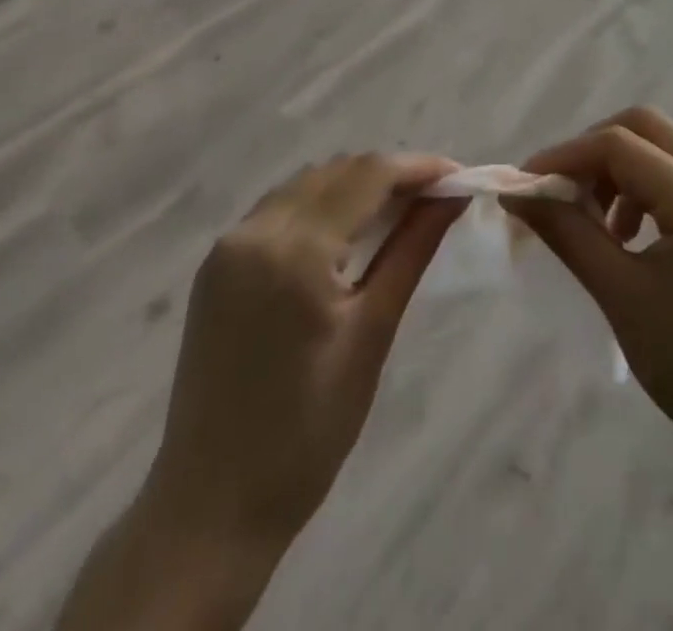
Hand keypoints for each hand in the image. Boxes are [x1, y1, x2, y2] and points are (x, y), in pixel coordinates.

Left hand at [59, 153, 463, 630]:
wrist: (212, 505)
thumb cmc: (308, 433)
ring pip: (307, 185)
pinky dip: (321, 206)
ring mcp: (228, 244)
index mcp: (295, 251)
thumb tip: (452, 197)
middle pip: (337, 172)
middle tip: (436, 198)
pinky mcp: (217, 263)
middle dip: (390, 175)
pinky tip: (347, 233)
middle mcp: (255, 230)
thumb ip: (411, 251)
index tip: (460, 175)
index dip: (418, 167)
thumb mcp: (371, 335)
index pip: (367, 176)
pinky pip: (279, 209)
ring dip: (355, 186)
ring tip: (400, 213)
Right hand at [504, 108, 672, 492]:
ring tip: (596, 224)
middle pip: (647, 128)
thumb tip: (517, 194)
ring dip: (621, 169)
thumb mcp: (622, 297)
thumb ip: (567, 232)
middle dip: (594, 151)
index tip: (525, 185)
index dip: (565, 156)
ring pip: (666, 147)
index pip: (620, 145)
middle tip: (561, 194)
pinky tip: (631, 235)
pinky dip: (648, 187)